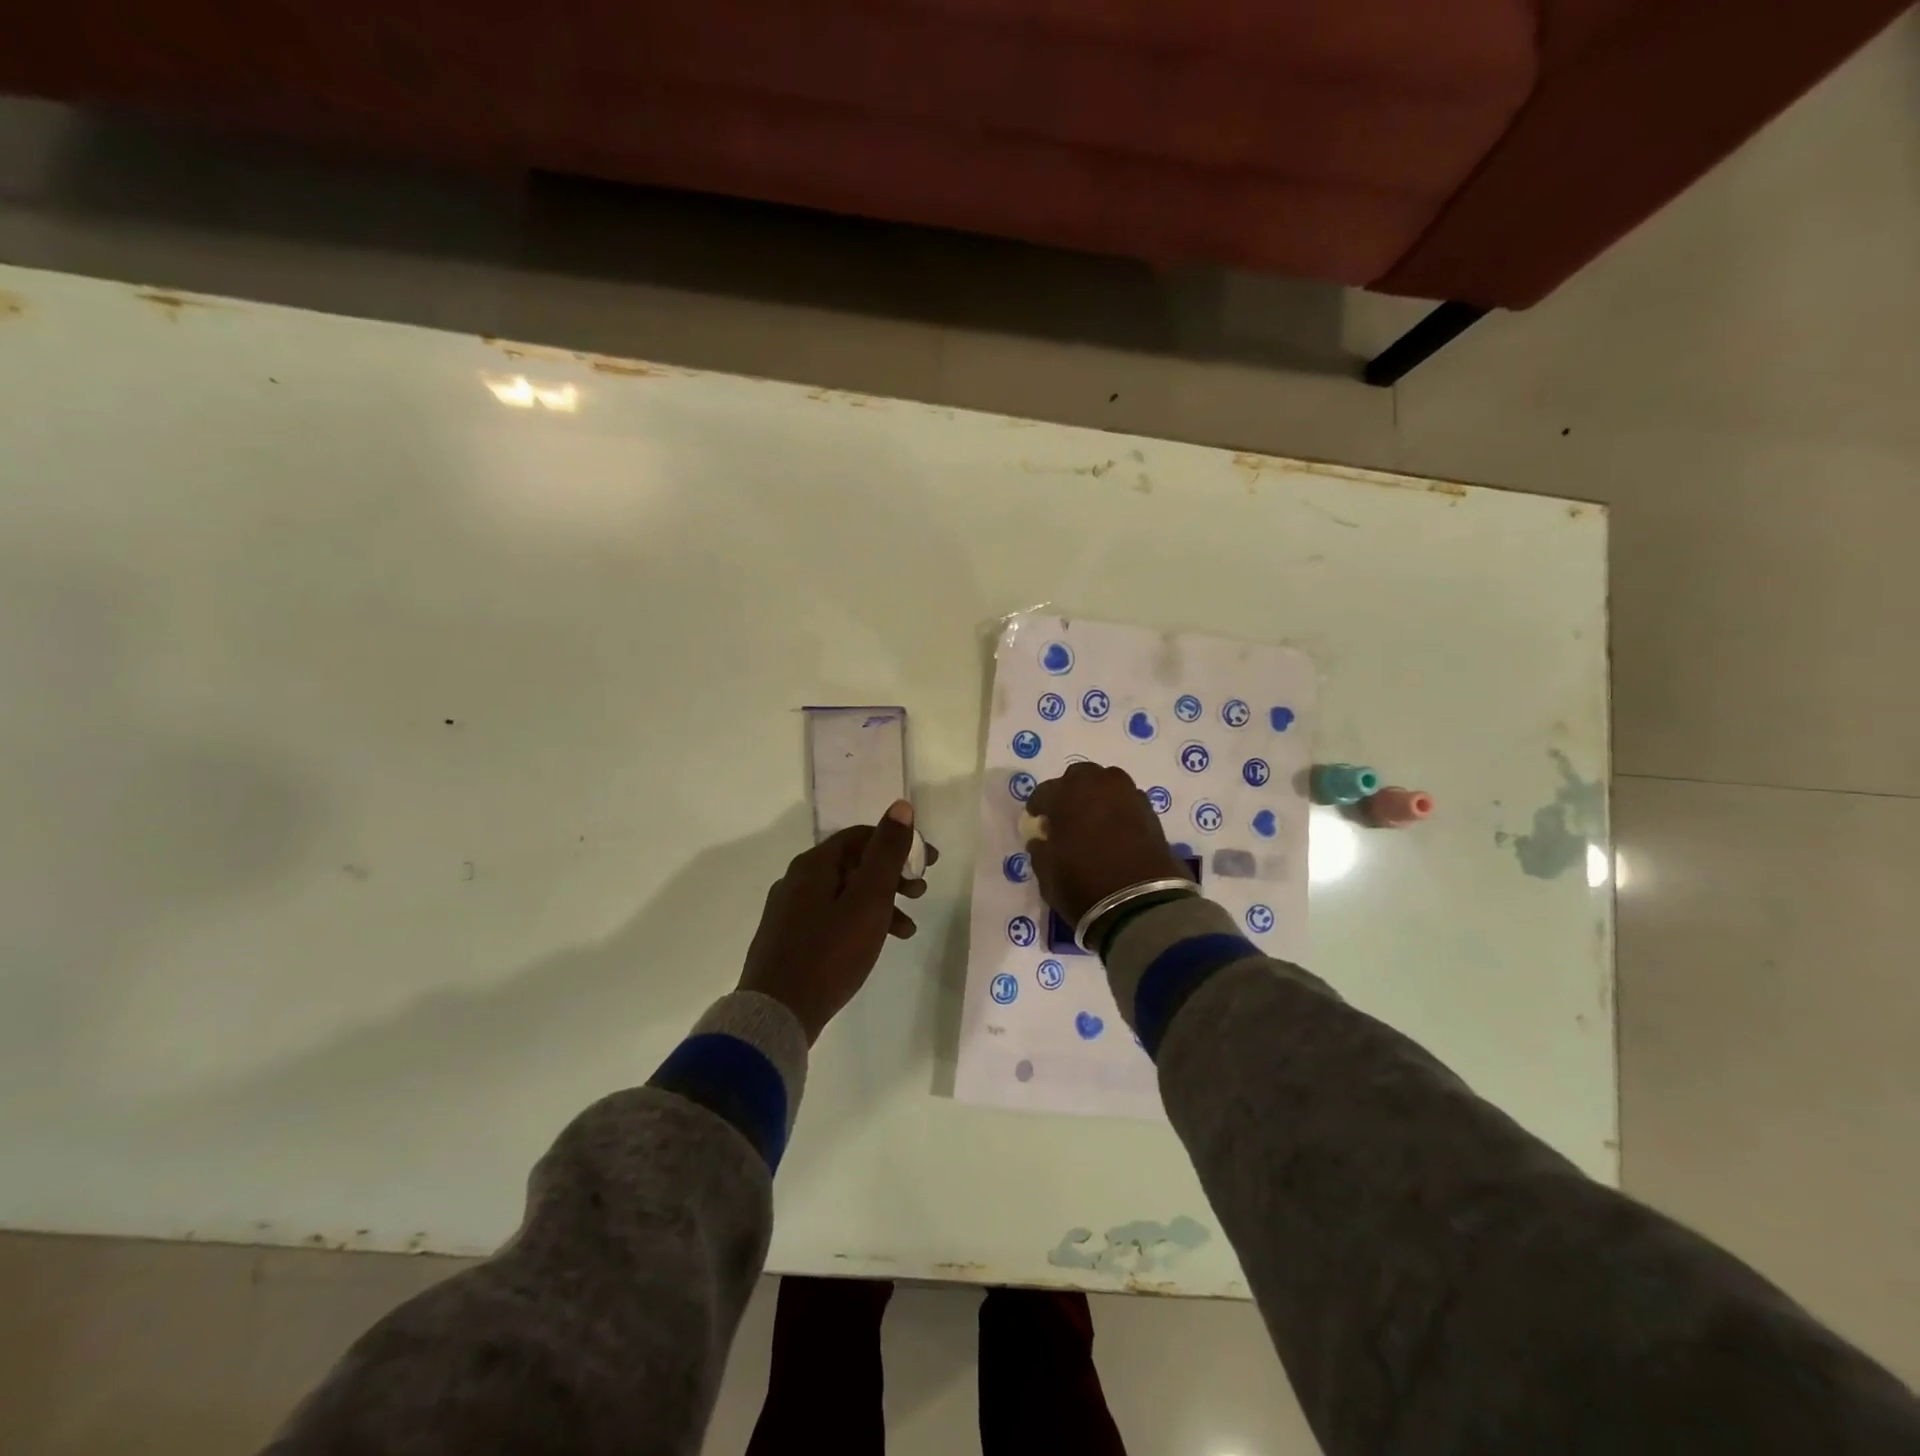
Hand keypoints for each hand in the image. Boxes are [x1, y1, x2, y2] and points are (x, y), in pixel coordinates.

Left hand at [739, 801, 937, 1043]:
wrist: (777, 1013)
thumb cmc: (830, 952)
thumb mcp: (868, 899)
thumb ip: (886, 852)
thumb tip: (900, 806)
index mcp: (814, 864)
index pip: (862, 836)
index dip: (900, 843)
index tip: (930, 862)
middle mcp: (798, 879)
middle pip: (854, 863)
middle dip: (893, 875)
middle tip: (921, 891)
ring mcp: (791, 910)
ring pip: (846, 893)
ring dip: (881, 903)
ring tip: (908, 928)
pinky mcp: (790, 938)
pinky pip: (833, 917)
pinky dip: (860, 922)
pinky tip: (876, 944)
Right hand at [1024, 762, 1187, 924]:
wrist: (1142, 905)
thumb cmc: (1083, 886)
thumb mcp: (1047, 874)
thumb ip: (1041, 851)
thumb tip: (1042, 840)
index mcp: (1067, 795)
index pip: (1045, 792)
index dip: (1038, 806)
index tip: (1036, 820)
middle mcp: (1099, 785)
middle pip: (1080, 776)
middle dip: (1070, 791)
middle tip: (1066, 815)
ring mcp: (1129, 796)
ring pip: (1108, 784)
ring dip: (1097, 796)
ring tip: (1092, 820)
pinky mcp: (1151, 813)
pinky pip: (1127, 802)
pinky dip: (1118, 810)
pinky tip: (1115, 831)